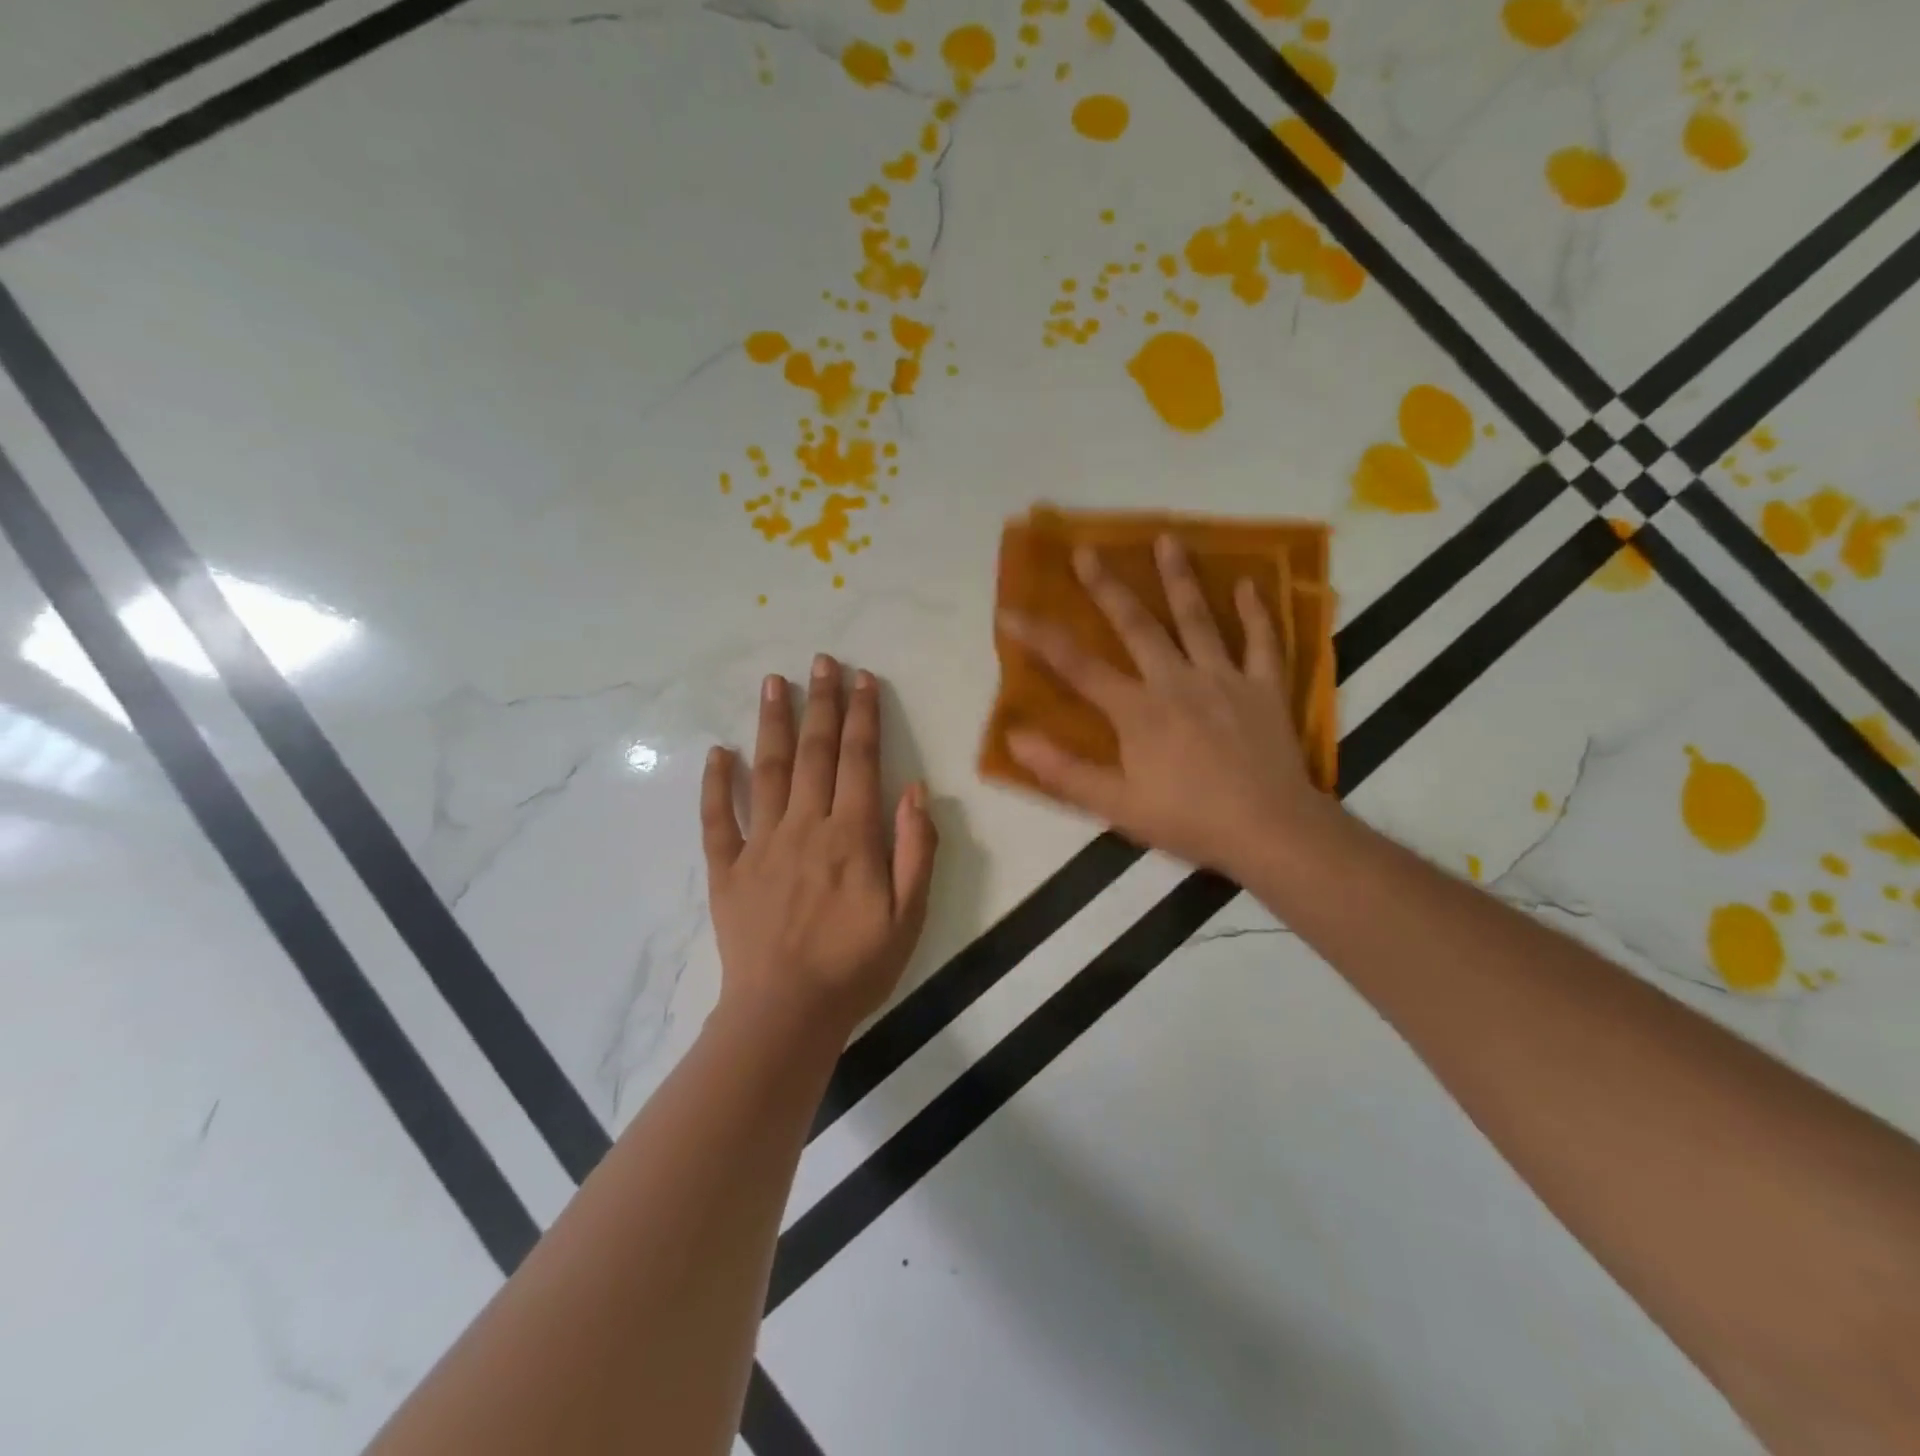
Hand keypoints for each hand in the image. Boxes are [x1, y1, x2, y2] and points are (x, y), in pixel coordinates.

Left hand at [702, 655, 937, 1041]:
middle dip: (821, 703)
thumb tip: (915, 789)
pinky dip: (716, 783)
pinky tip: (717, 752)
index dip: (862, 716)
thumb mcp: (909, 915)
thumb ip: (915, 849)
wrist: (786, 1013)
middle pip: (814, 752)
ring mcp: (761, 844)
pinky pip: (717, 818)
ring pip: (767, 770)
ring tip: (773, 682)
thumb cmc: (856, 966)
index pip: (860, 760)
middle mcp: (805, 826)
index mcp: (851, 835)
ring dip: (772, 723)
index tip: (862, 679)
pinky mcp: (728, 869)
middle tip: (821, 661)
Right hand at [1001, 535, 1333, 879]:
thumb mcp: (1116, 805)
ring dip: (1179, 578)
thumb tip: (1014, 738)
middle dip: (1107, 587)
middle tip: (1086, 550)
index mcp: (1138, 710)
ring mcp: (1224, 679)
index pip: (1078, 667)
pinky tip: (1249, 582)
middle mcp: (1176, 681)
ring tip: (1167, 538)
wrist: (1269, 830)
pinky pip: (1262, 642)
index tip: (1010, 612)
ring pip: (1198, 619)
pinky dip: (1256, 612)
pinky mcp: (1264, 687)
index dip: (1040, 638)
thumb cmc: (1188, 820)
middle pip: (1136, 625)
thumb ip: (1064, 771)